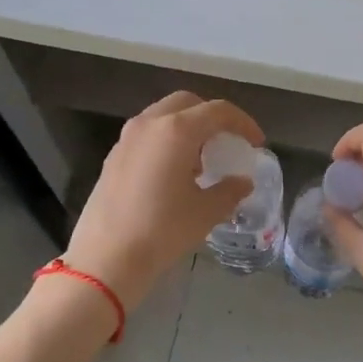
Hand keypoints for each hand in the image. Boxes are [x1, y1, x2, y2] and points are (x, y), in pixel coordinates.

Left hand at [62, 91, 263, 311]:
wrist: (107, 258)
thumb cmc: (162, 230)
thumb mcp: (206, 212)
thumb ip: (230, 190)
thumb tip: (242, 182)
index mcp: (176, 130)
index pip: (218, 111)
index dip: (243, 123)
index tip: (256, 143)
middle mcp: (149, 124)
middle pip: (187, 103)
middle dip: (212, 117)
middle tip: (228, 141)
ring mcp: (126, 138)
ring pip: (163, 116)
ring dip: (188, 128)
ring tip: (202, 159)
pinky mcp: (113, 156)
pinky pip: (147, 134)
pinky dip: (167, 140)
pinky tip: (175, 172)